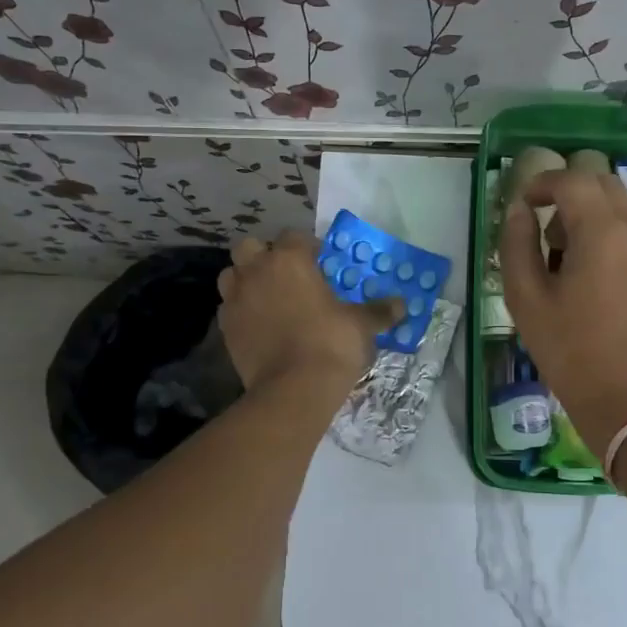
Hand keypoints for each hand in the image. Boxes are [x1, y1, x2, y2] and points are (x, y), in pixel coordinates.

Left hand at [218, 231, 401, 391]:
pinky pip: (229, 308)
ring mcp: (236, 299)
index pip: (294, 236)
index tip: (322, 262)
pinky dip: (242, 310)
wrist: (292, 390)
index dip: (308, 247)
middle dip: (265, 255)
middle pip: (250, 247)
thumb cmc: (331, 344)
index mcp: (290, 260)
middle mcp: (257, 271)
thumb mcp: (362, 325)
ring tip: (269, 297)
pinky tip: (260, 325)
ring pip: (232, 275)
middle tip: (288, 275)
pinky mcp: (225, 328)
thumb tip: (402, 305)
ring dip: (247, 280)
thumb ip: (379, 311)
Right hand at [499, 170, 626, 457]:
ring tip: (581, 269)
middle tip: (552, 237)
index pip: (573, 180)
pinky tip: (612, 289)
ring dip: (599, 223)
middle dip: (573, 198)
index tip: (526, 202)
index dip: (544, 183)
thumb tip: (518, 209)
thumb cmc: (573, 354)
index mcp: (604, 232)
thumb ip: (516, 244)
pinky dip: (624, 246)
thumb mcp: (527, 300)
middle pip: (606, 187)